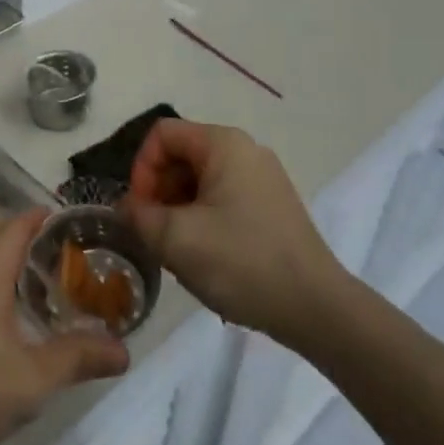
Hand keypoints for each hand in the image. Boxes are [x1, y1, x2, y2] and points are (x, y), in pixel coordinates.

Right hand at [125, 119, 350, 340]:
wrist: (316, 309)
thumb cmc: (241, 263)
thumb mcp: (175, 239)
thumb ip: (138, 215)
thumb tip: (127, 208)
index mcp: (223, 144)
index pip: (162, 135)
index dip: (141, 169)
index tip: (141, 211)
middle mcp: (246, 150)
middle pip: (182, 155)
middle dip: (159, 191)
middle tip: (155, 233)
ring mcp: (263, 178)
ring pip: (200, 179)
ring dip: (178, 208)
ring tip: (178, 249)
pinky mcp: (273, 206)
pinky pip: (223, 197)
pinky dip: (203, 218)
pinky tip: (205, 255)